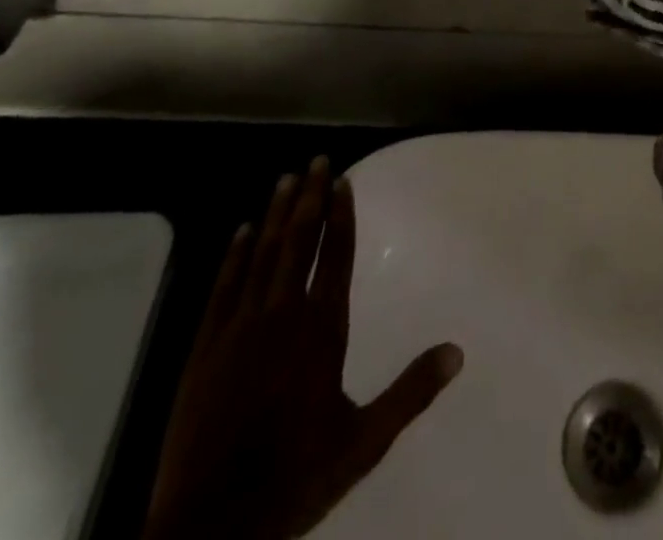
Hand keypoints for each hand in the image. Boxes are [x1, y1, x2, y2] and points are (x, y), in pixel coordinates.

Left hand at [144, 159, 463, 539]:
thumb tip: (458, 351)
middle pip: (299, 243)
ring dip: (275, 215)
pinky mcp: (203, 351)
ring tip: (285, 179)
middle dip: (310, 199)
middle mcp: (282, 317)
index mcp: (321, 331)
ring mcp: (238, 331)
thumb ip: (411, 391)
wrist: (210, 530)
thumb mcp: (364, 441)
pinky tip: (239, 232)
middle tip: (317, 159)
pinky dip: (232, 257)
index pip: (335, 257)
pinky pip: (222, 289)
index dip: (341, 216)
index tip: (344, 180)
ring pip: (260, 257)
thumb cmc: (294, 478)